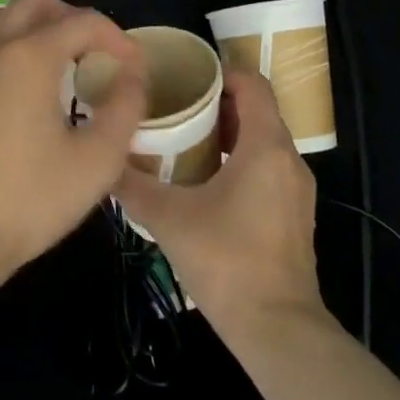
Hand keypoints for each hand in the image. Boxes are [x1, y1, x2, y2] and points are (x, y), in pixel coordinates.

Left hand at [0, 0, 145, 273]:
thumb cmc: (30, 198)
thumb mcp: (97, 159)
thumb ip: (124, 107)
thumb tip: (132, 75)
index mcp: (29, 55)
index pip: (82, 21)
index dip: (117, 37)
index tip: (136, 66)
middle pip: (36, 4)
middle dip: (73, 18)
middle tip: (98, 52)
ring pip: (4, 19)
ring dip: (39, 26)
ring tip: (66, 63)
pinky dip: (14, 46)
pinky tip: (30, 87)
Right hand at [114, 67, 325, 343]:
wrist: (277, 329)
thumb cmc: (226, 260)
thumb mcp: (168, 217)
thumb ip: (132, 184)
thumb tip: (102, 159)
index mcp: (266, 147)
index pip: (253, 83)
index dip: (221, 71)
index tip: (186, 75)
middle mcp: (289, 160)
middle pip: (258, 110)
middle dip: (217, 102)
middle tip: (175, 104)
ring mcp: (296, 190)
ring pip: (263, 141)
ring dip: (228, 133)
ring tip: (184, 138)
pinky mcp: (294, 215)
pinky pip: (267, 168)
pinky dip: (240, 159)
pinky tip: (204, 180)